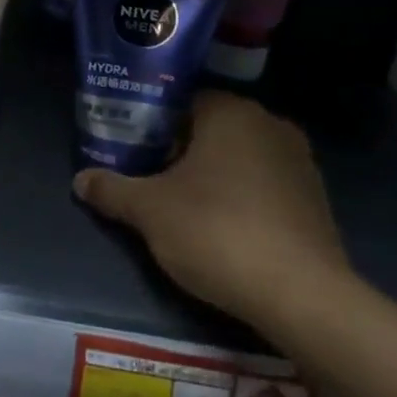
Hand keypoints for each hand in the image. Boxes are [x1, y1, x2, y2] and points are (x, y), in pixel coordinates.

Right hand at [73, 91, 351, 326]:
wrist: (301, 295)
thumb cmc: (216, 231)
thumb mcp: (149, 211)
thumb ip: (112, 189)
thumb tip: (81, 180)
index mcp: (231, 113)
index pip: (182, 101)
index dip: (152, 124)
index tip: (131, 149)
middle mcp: (270, 125)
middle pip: (211, 129)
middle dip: (179, 150)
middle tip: (148, 177)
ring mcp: (299, 162)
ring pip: (239, 157)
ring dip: (211, 174)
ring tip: (180, 205)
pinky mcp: (315, 199)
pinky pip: (264, 185)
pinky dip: (240, 196)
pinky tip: (221, 227)